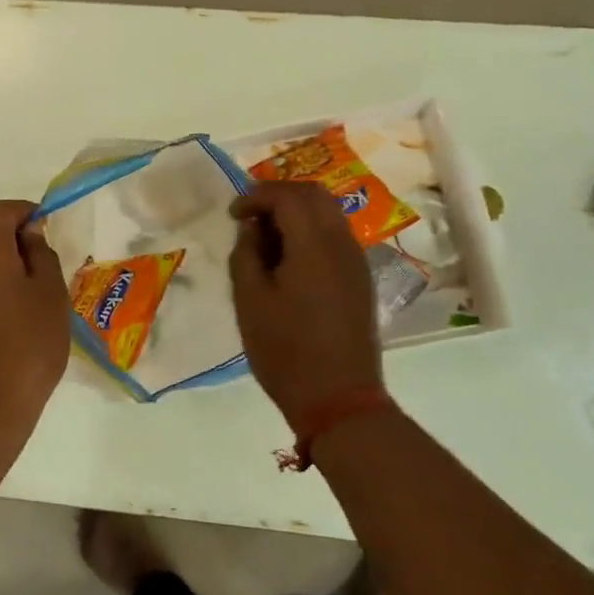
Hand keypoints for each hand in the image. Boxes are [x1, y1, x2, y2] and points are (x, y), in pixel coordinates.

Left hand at [0, 199, 71, 437]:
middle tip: (30, 248)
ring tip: (20, 279)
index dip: (25, 211)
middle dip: (0, 225)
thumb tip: (29, 235)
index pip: (0, 210)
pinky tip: (4, 306)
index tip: (46, 227)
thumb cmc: (27, 348)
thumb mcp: (51, 297)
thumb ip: (42, 256)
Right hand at [228, 182, 383, 424]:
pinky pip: (336, 236)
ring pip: (328, 213)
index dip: (256, 196)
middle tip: (249, 216)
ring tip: (266, 238)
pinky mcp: (360, 279)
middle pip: (314, 195)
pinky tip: (289, 259)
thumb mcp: (250, 302)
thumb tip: (251, 227)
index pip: (287, 196)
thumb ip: (246, 254)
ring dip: (297, 212)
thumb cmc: (286, 351)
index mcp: (314, 244)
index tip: (233, 214)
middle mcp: (342, 242)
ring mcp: (356, 261)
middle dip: (279, 196)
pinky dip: (311, 231)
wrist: (339, 399)